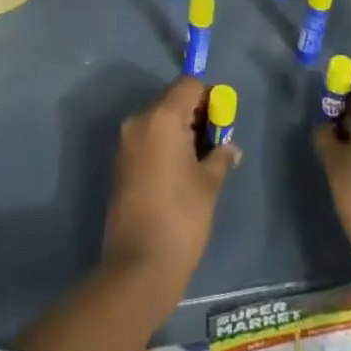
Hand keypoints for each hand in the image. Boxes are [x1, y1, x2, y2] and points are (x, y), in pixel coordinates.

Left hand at [102, 76, 240, 310]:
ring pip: (159, 120)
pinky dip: (165, 144)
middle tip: (215, 143)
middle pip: (172, 100)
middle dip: (196, 114)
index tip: (222, 121)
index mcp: (162, 118)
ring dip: (180, 130)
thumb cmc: (181, 218)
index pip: (188, 85)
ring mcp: (126, 141)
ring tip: (200, 161)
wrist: (139, 265)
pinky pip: (148, 138)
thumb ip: (221, 157)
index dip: (209, 97)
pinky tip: (180, 172)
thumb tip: (230, 147)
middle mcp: (139, 120)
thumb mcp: (209, 184)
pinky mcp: (120, 162)